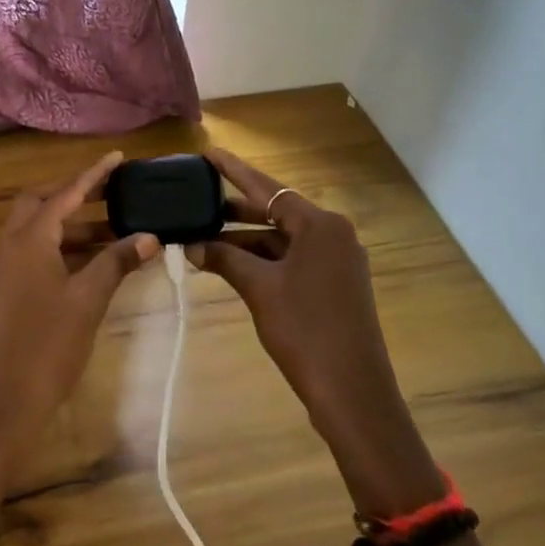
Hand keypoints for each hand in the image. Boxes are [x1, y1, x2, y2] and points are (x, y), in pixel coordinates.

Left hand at [0, 151, 160, 475]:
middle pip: (40, 203)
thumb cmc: (48, 344)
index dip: (93, 174)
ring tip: (112, 229)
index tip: (118, 157)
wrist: (4, 402)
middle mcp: (12, 245)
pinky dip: (62, 247)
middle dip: (73, 194)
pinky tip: (90, 262)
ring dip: (70, 224)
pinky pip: (35, 252)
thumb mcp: (89, 299)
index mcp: (30, 238)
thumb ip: (117, 262)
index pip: (65, 192)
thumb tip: (150, 235)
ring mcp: (6, 269)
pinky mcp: (8, 291)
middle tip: (109, 194)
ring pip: (37, 230)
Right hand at [192, 148, 444, 513]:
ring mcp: (337, 260)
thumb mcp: (259, 289)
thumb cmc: (305, 330)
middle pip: (276, 212)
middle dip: (235, 212)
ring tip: (203, 240)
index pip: (268, 188)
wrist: (353, 392)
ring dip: (246, 241)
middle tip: (197, 202)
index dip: (235, 171)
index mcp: (320, 225)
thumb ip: (225, 258)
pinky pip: (293, 259)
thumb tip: (191, 245)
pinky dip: (264, 260)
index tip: (209, 153)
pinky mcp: (335, 284)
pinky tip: (232, 265)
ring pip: (282, 239)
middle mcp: (333, 234)